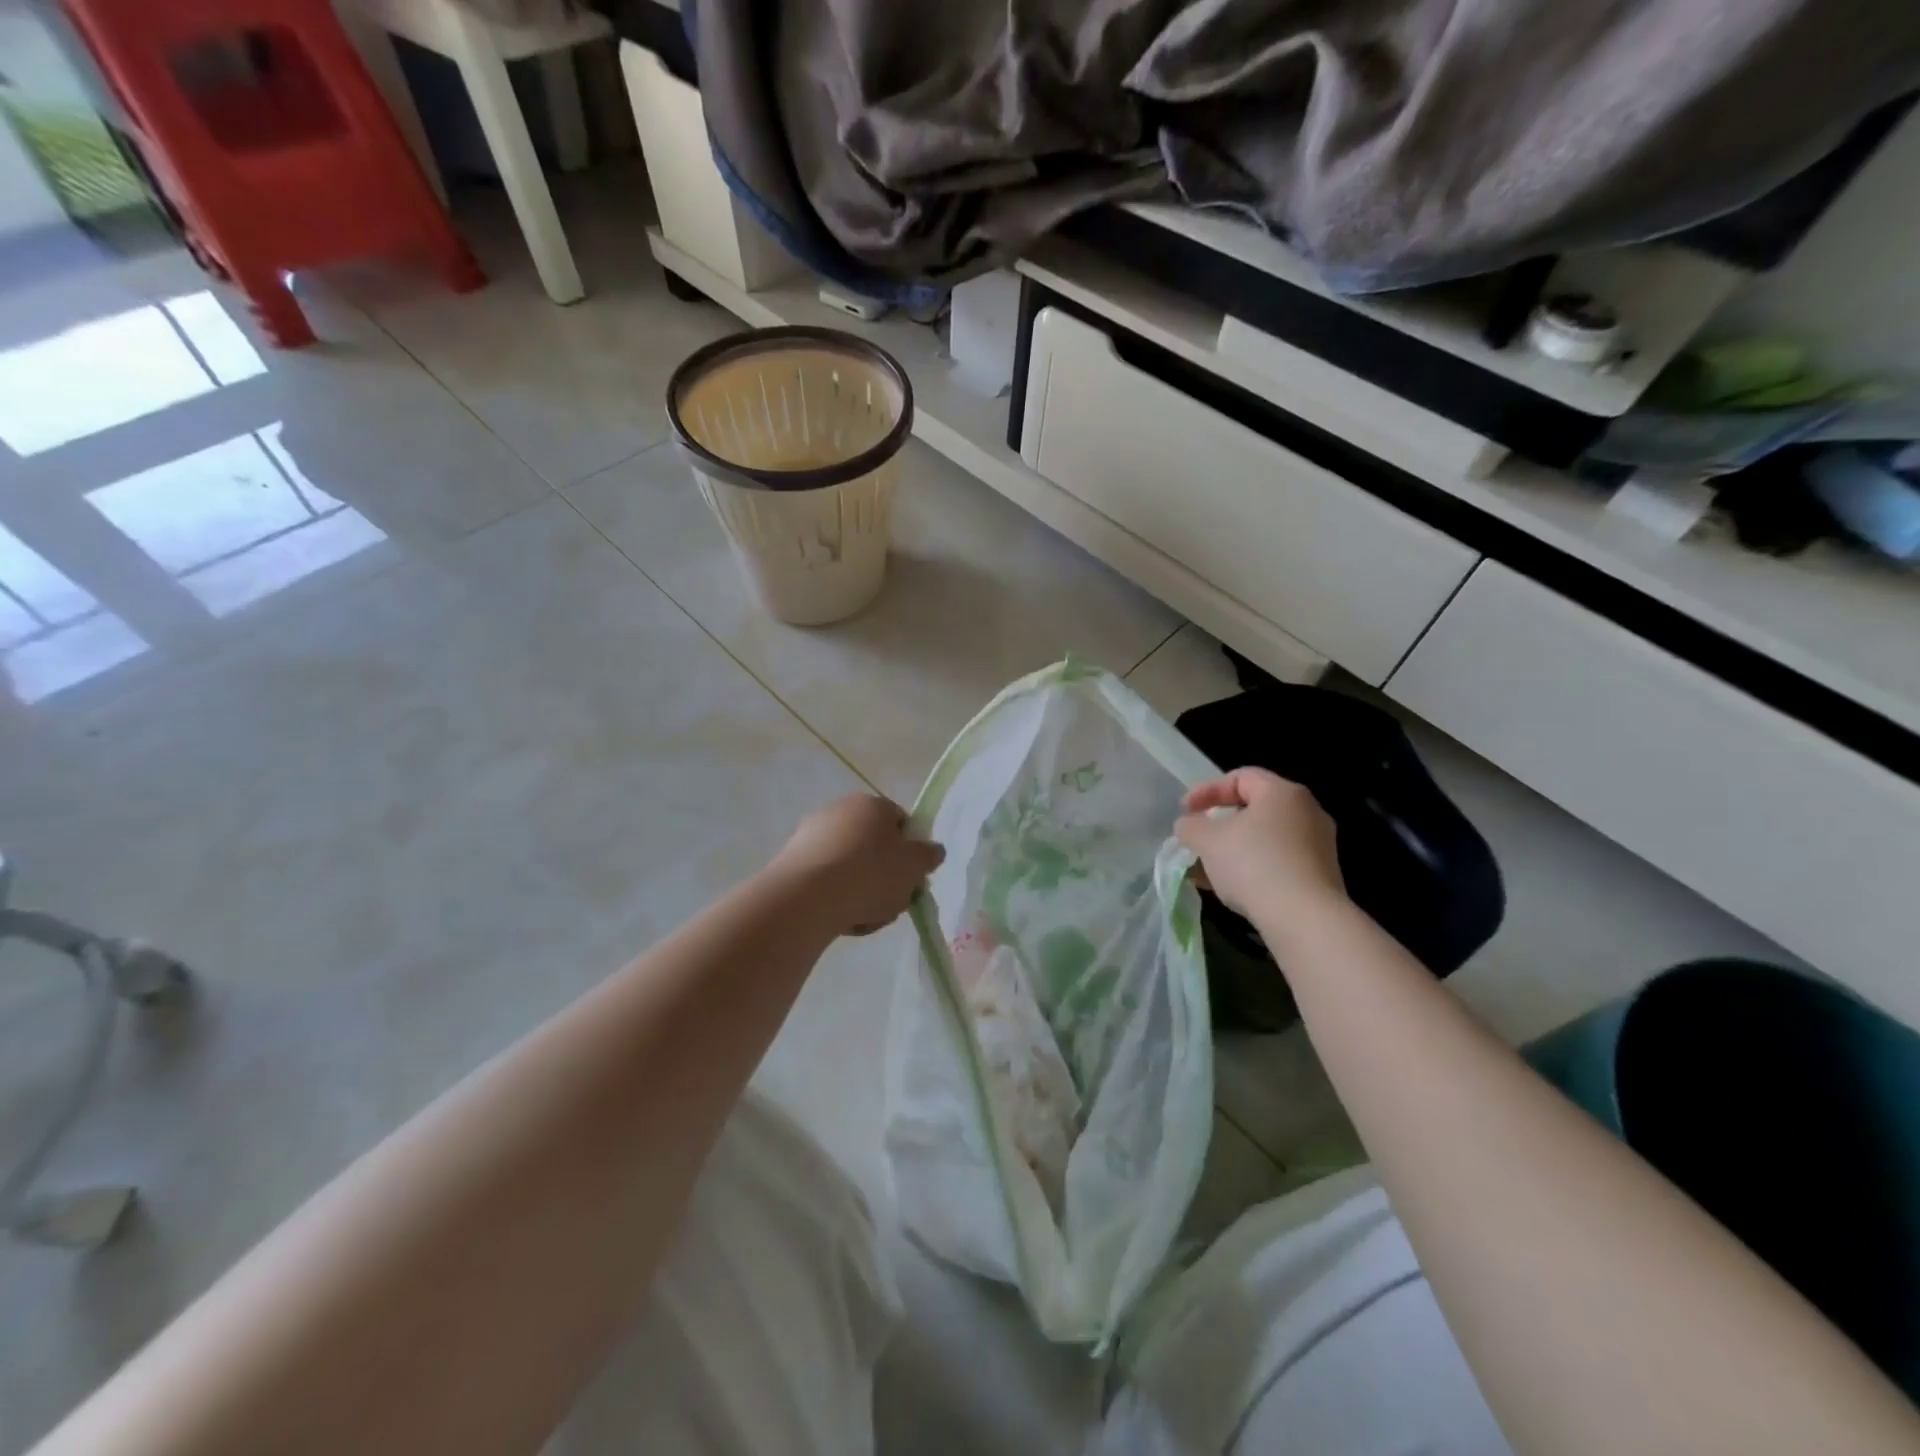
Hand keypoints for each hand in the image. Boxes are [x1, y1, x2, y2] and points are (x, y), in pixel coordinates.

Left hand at [774, 794, 944, 936]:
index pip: (901, 823)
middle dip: (885, 876)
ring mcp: (813, 833)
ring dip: (860, 890)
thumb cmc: (870, 875)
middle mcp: (841, 810)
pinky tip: (838, 918)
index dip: (911, 853)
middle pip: (874, 846)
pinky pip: (825, 879)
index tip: (912, 880)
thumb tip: (932, 850)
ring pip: (850, 866)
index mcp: (873, 804)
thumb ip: (929, 856)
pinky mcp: (792, 859)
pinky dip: (835, 896)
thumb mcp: (914, 867)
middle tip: (891, 903)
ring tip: (863, 918)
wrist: (806, 897)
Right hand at [1175, 768, 1345, 920]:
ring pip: (1265, 838)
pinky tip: (1230, 888)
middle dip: (1220, 823)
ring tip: (1207, 869)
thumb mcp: (1207, 840)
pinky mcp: (1321, 875)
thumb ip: (1191, 826)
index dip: (1207, 790)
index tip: (1185, 811)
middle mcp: (1307, 812)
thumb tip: (1189, 826)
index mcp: (1282, 792)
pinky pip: (1279, 861)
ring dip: (1234, 849)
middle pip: (1255, 808)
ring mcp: (1319, 845)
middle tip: (1199, 838)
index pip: (1240, 777)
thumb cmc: (1253, 864)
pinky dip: (1253, 867)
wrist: (1305, 919)